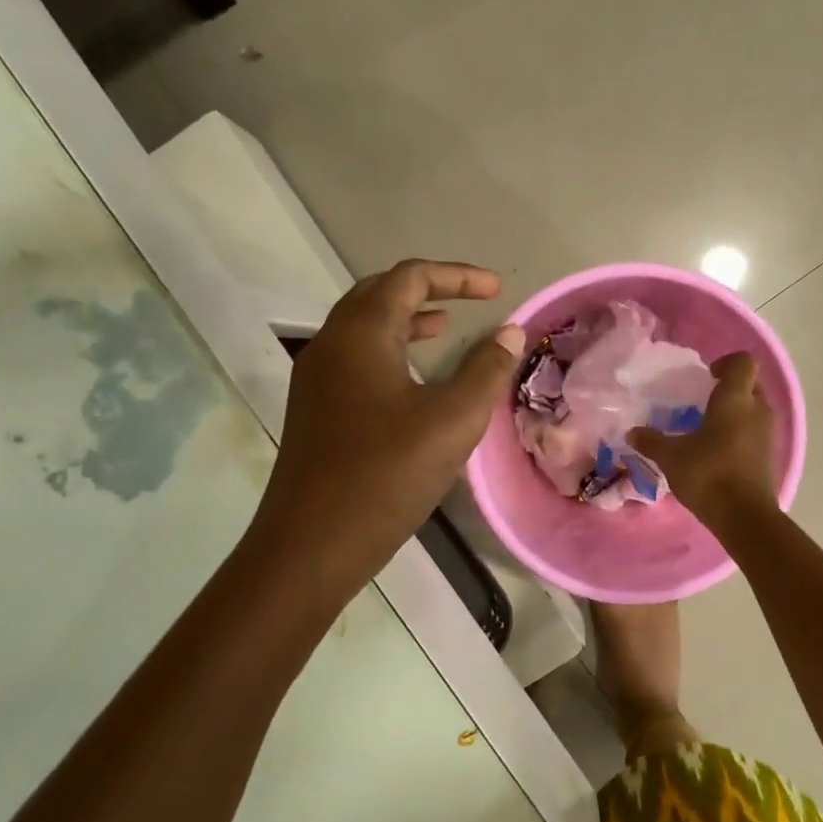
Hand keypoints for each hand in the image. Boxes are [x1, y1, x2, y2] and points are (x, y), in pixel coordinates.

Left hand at [261, 260, 524, 584]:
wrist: (312, 544)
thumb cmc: (387, 474)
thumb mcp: (453, 420)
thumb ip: (486, 370)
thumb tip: (510, 333)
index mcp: (361, 334)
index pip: (409, 278)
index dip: (457, 276)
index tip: (498, 290)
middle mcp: (331, 344)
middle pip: (379, 294)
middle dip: (428, 290)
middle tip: (470, 300)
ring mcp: (316, 379)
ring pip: (363, 328)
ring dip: (406, 320)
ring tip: (445, 329)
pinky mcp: (315, 410)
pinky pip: (355, 359)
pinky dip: (390, 351)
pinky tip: (414, 381)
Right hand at [628, 351, 777, 526]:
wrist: (744, 516)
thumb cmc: (708, 473)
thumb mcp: (671, 456)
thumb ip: (651, 441)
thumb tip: (632, 432)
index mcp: (736, 398)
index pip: (742, 361)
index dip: (725, 362)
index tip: (706, 376)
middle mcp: (758, 409)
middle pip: (751, 384)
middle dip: (730, 388)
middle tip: (703, 400)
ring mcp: (768, 433)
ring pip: (755, 409)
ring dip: (736, 412)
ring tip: (708, 427)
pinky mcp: (770, 455)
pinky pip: (756, 432)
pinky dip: (741, 434)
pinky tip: (718, 451)